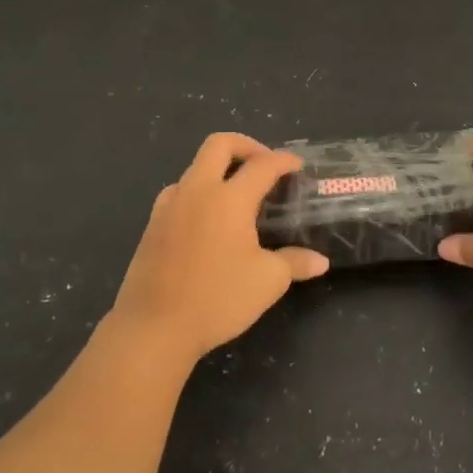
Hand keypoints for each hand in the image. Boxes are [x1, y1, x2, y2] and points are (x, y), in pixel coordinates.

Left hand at [109, 133, 328, 366]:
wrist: (153, 328)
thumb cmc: (217, 299)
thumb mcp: (268, 282)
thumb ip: (295, 263)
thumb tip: (320, 261)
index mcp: (229, 199)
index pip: (262, 165)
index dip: (284, 161)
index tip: (297, 166)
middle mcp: (197, 191)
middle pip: (219, 144)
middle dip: (246, 145)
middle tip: (264, 164)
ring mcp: (169, 206)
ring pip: (195, 167)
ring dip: (218, 170)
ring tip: (236, 195)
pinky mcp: (152, 225)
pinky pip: (178, 192)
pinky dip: (198, 192)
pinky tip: (207, 220)